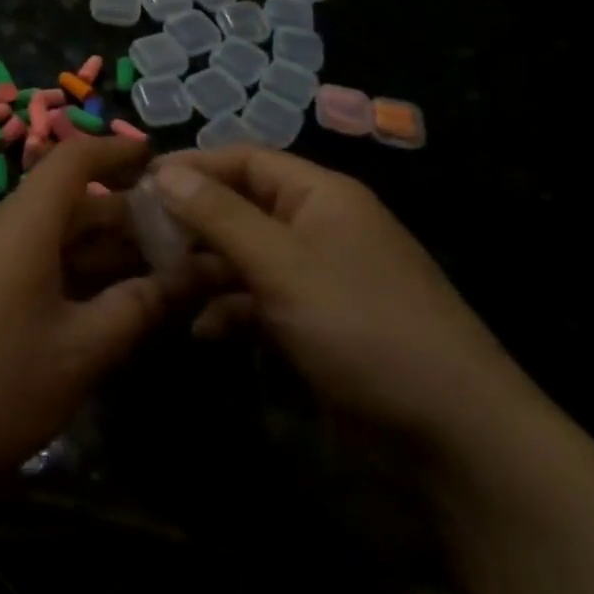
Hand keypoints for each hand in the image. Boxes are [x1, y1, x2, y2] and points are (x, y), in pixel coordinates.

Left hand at [0, 138, 176, 493]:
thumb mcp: (76, 354)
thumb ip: (133, 311)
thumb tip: (179, 278)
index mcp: (26, 222)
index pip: (75, 157)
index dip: (118, 151)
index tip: (160, 162)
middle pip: (68, 201)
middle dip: (123, 217)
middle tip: (175, 244)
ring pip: (48, 237)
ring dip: (96, 252)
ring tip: (145, 280)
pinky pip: (25, 263)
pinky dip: (64, 273)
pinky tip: (87, 312)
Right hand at [152, 148, 527, 441]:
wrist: (454, 434)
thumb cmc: (362, 328)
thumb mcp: (283, 265)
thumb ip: (220, 216)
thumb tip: (165, 171)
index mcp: (321, 195)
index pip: (245, 160)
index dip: (193, 166)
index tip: (140, 183)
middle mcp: (319, 226)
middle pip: (243, 206)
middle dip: (193, 221)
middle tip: (139, 238)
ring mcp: (321, 276)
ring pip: (248, 256)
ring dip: (206, 269)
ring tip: (161, 286)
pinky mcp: (319, 322)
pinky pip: (263, 300)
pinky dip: (232, 310)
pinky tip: (204, 332)